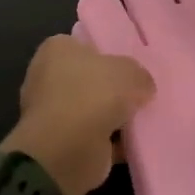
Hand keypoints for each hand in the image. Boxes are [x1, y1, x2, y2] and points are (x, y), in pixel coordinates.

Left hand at [5, 35, 154, 194]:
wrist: (66, 150)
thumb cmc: (91, 95)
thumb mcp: (128, 72)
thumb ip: (139, 74)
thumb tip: (143, 87)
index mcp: (56, 50)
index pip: (85, 45)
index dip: (110, 54)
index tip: (133, 66)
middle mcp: (49, 77)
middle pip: (91, 79)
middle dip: (113, 88)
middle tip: (143, 93)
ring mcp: (53, 112)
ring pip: (93, 109)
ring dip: (114, 117)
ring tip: (146, 119)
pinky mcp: (61, 143)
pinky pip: (96, 137)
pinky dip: (114, 142)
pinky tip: (138, 144)